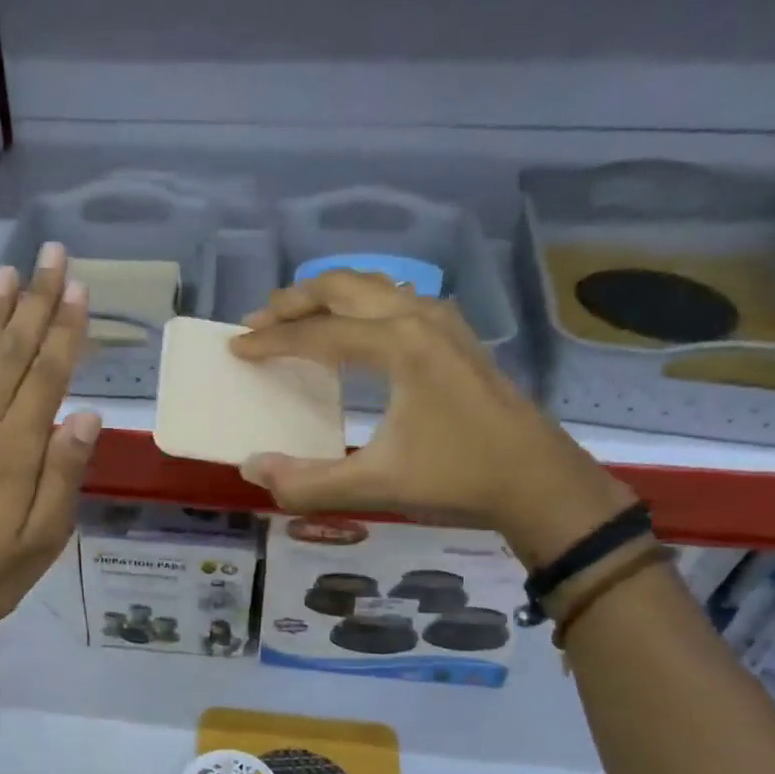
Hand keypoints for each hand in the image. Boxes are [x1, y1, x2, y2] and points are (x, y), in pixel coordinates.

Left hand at [0, 242, 100, 639]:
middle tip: (50, 254)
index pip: (47, 375)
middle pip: (12, 354)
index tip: (77, 286)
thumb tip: (87, 414)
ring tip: (6, 273)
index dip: (64, 329)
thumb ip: (64, 473)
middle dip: (34, 302)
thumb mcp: (45, 537)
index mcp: (16, 449)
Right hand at [228, 269, 633, 566]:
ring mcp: (442, 321)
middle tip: (256, 323)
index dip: (271, 342)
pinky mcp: (455, 336)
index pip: (317, 334)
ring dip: (327, 297)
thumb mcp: (374, 486)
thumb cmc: (458, 478)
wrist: (539, 481)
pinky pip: (394, 300)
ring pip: (371, 287)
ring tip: (294, 319)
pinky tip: (352, 331)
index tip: (235, 349)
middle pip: (342, 288)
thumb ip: (305, 482)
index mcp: (397, 344)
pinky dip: (359, 305)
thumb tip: (252, 468)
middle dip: (293, 301)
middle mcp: (417, 317)